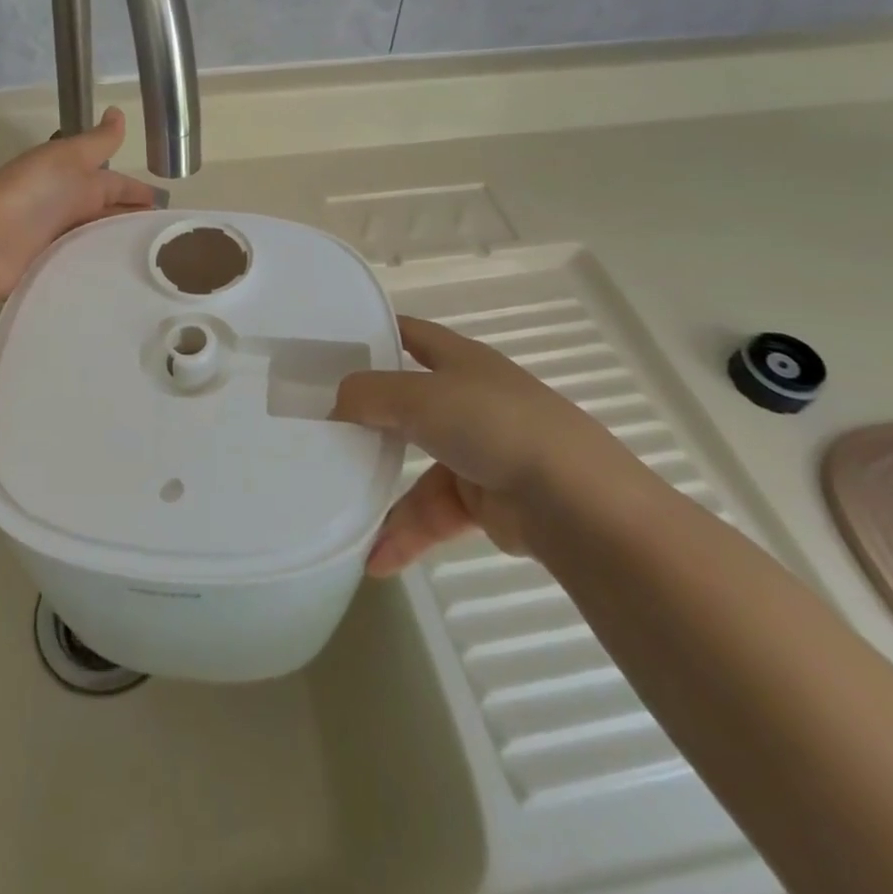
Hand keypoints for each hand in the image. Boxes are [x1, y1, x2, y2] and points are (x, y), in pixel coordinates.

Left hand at [0, 108, 158, 299]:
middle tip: (170, 245)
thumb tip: (118, 111)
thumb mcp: (69, 158)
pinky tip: (124, 284)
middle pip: (109, 217)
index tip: (170, 211)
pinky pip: (82, 270)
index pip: (117, 186)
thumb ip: (98, 142)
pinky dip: (99, 274)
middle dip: (135, 225)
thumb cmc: (33, 192)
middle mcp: (69, 210)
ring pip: (98, 244)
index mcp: (76, 181)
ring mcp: (58, 242)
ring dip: (120, 251)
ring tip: (156, 269)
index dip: (140, 195)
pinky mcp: (50, 271)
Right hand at [332, 316, 618, 574]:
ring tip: (337, 506)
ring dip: (379, 489)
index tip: (330, 347)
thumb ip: (368, 395)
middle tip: (319, 427)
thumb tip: (337, 404)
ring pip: (414, 465)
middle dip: (367, 416)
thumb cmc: (492, 425)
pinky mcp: (484, 501)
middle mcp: (468, 399)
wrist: (572, 502)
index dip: (375, 333)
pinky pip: (433, 512)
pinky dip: (406, 533)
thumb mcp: (419, 397)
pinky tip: (374, 560)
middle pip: (406, 402)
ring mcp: (477, 451)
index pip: (411, 334)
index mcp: (460, 360)